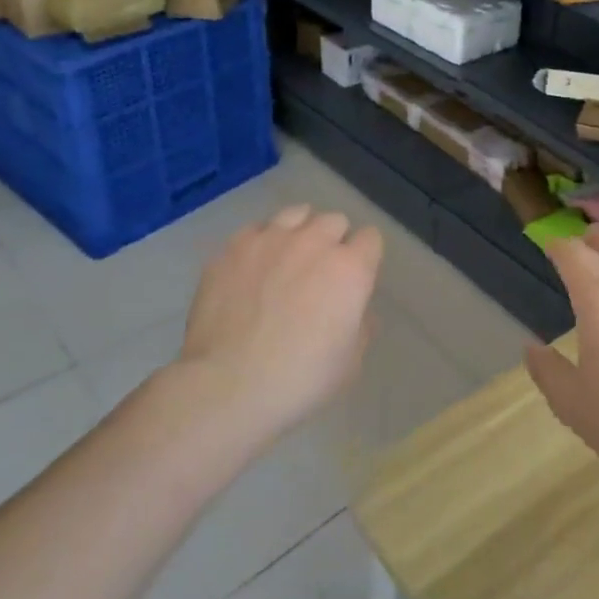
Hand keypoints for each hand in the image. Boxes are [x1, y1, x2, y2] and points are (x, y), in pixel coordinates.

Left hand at [177, 204, 381, 448]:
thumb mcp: (349, 363)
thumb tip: (355, 311)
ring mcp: (271, 239)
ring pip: (297, 213)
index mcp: (350, 269)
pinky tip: (254, 266)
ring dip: (300, 231)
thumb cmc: (299, 379)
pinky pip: (257, 228)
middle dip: (334, 241)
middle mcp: (314, 242)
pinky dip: (262, 242)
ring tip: (288, 258)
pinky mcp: (234, 247)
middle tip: (320, 272)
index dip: (365, 258)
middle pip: (335, 221)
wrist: (227, 385)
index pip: (371, 239)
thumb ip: (361, 327)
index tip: (355, 279)